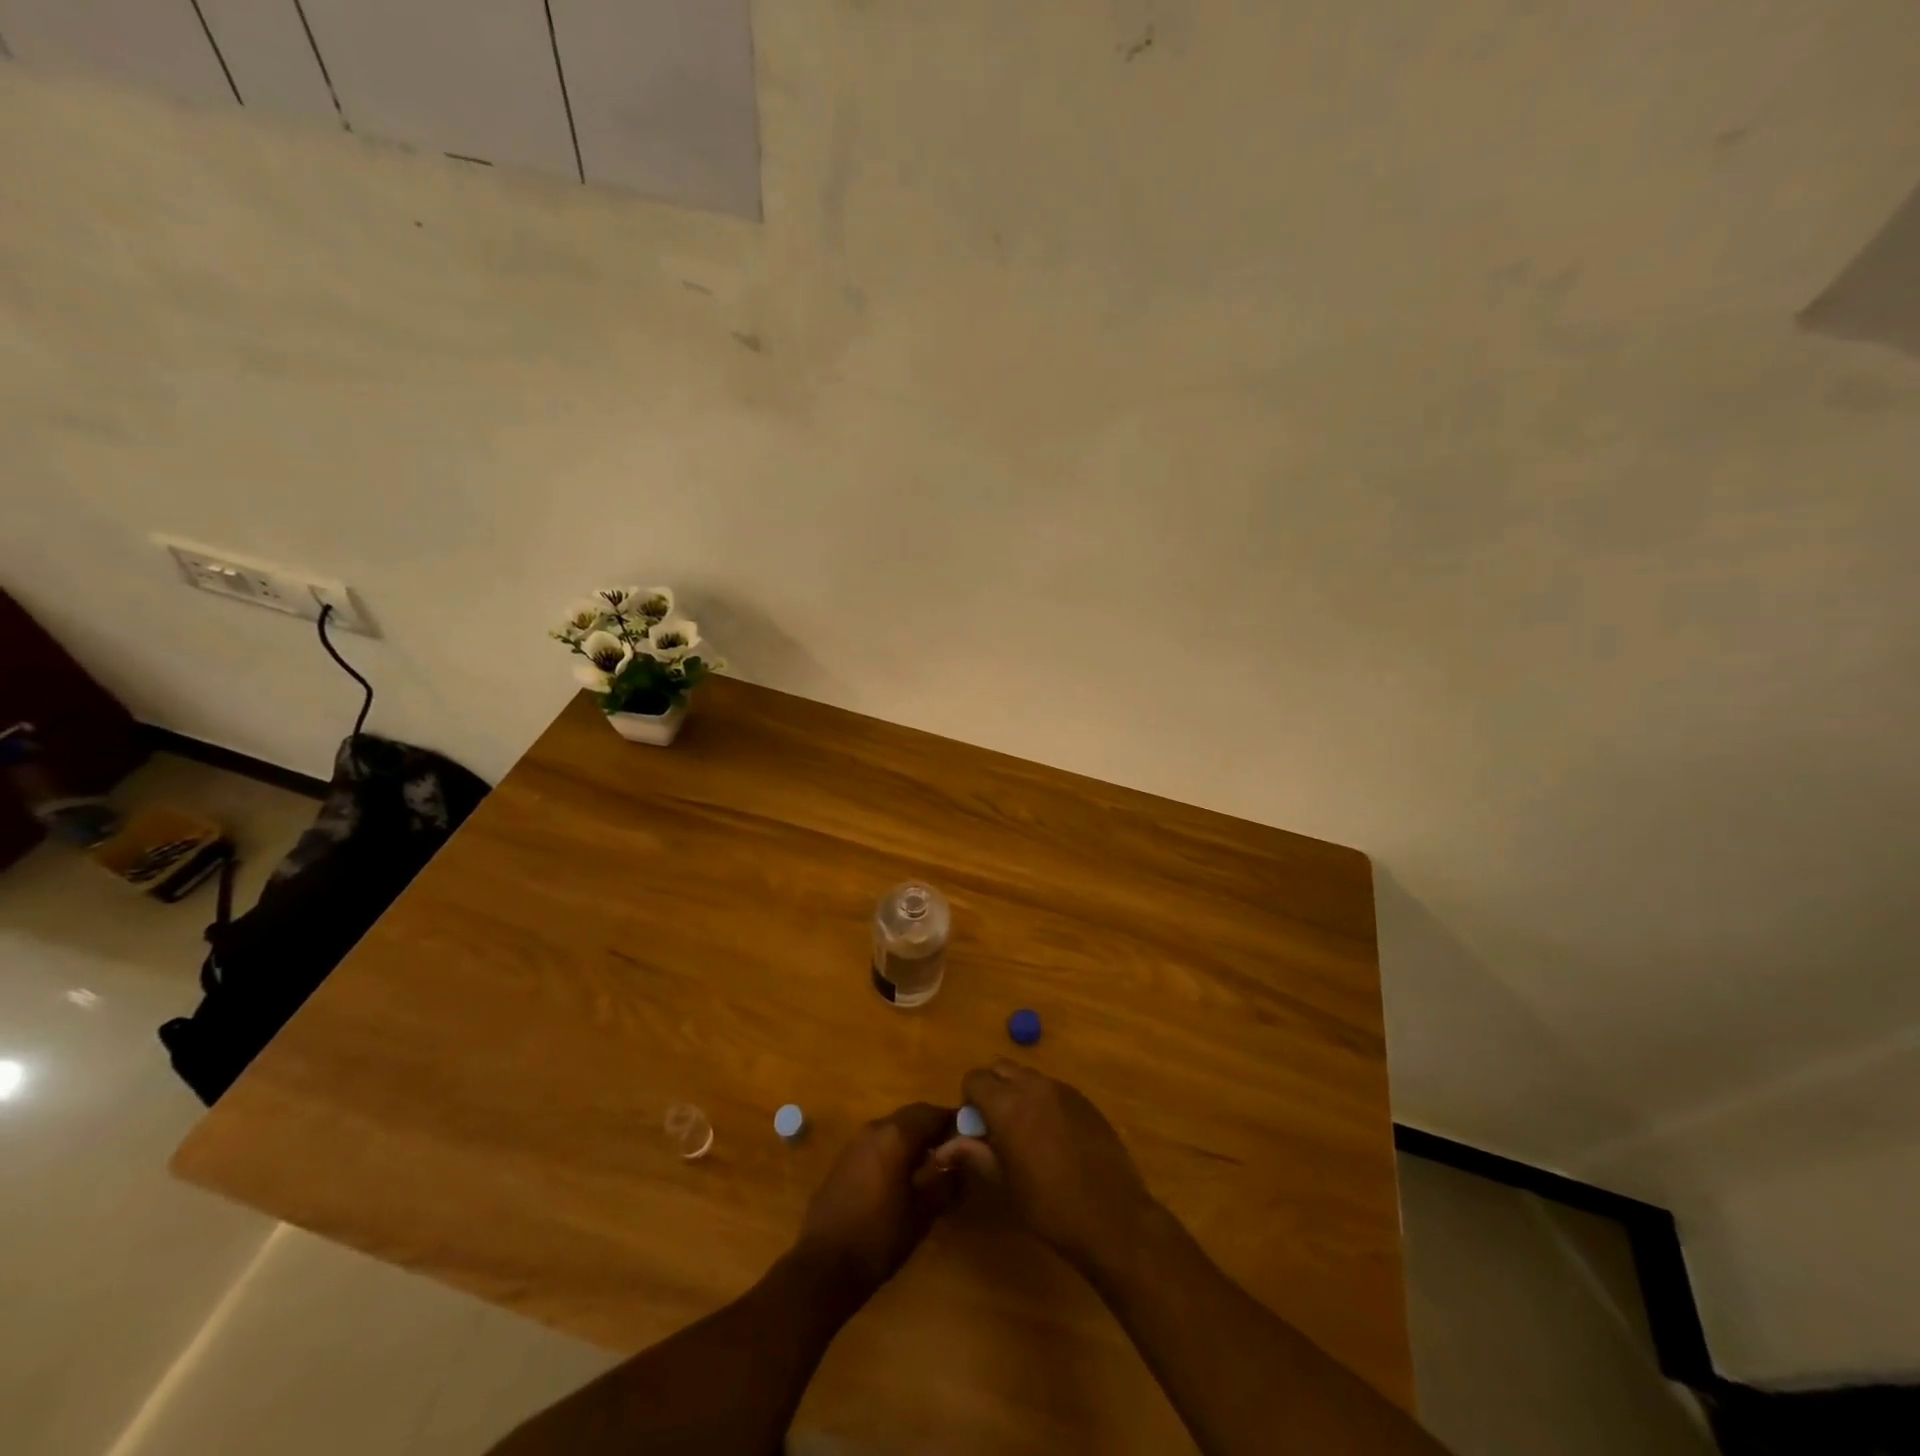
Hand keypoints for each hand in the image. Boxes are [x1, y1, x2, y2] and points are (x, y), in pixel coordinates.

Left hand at [793, 1103, 960, 1298]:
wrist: (824, 1265)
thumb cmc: (880, 1237)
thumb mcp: (922, 1213)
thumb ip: (946, 1182)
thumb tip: (962, 1163)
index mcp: (897, 1136)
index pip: (933, 1113)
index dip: (954, 1122)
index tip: (971, 1137)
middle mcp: (875, 1128)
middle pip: (912, 1115)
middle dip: (933, 1127)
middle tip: (953, 1150)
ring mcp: (855, 1142)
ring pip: (893, 1127)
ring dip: (913, 1137)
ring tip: (929, 1164)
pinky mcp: (843, 1160)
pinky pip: (877, 1142)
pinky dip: (893, 1148)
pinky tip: (900, 1176)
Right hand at [933, 1061, 1156, 1273]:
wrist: (1111, 1217)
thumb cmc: (1048, 1206)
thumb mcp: (1004, 1183)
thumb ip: (974, 1154)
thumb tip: (943, 1148)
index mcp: (1007, 1104)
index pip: (975, 1078)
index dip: (969, 1099)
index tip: (976, 1127)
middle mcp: (1033, 1086)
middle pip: (1001, 1068)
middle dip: (992, 1088)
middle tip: (996, 1126)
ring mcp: (1062, 1090)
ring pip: (1029, 1076)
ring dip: (1018, 1093)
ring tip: (1026, 1132)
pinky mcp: (1084, 1099)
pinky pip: (1053, 1088)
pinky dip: (1044, 1101)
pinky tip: (1054, 1137)